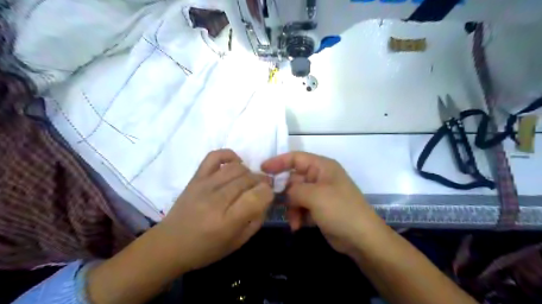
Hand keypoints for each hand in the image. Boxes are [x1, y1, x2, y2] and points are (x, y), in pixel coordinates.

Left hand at [160, 149, 272, 270]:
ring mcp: (204, 185)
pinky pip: (214, 156)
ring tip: (249, 180)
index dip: (268, 192)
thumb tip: (266, 198)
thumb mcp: (238, 242)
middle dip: (261, 181)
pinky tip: (235, 164)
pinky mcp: (196, 177)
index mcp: (227, 221)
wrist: (170, 244)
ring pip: (236, 168)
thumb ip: (256, 220)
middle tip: (262, 188)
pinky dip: (229, 155)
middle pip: (248, 179)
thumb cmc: (206, 248)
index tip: (267, 196)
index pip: (257, 196)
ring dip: (249, 172)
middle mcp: (216, 200)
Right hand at [262, 152, 379, 255]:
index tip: (262, 169)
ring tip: (294, 221)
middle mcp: (320, 177)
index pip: (296, 158)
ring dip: (292, 208)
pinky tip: (298, 226)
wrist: (362, 238)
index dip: (278, 161)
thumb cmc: (340, 210)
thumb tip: (285, 193)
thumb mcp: (315, 196)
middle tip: (275, 202)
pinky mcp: (319, 209)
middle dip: (286, 193)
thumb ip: (294, 190)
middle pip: (294, 179)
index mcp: (322, 167)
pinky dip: (297, 215)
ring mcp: (320, 194)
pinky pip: (301, 207)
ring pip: (296, 195)